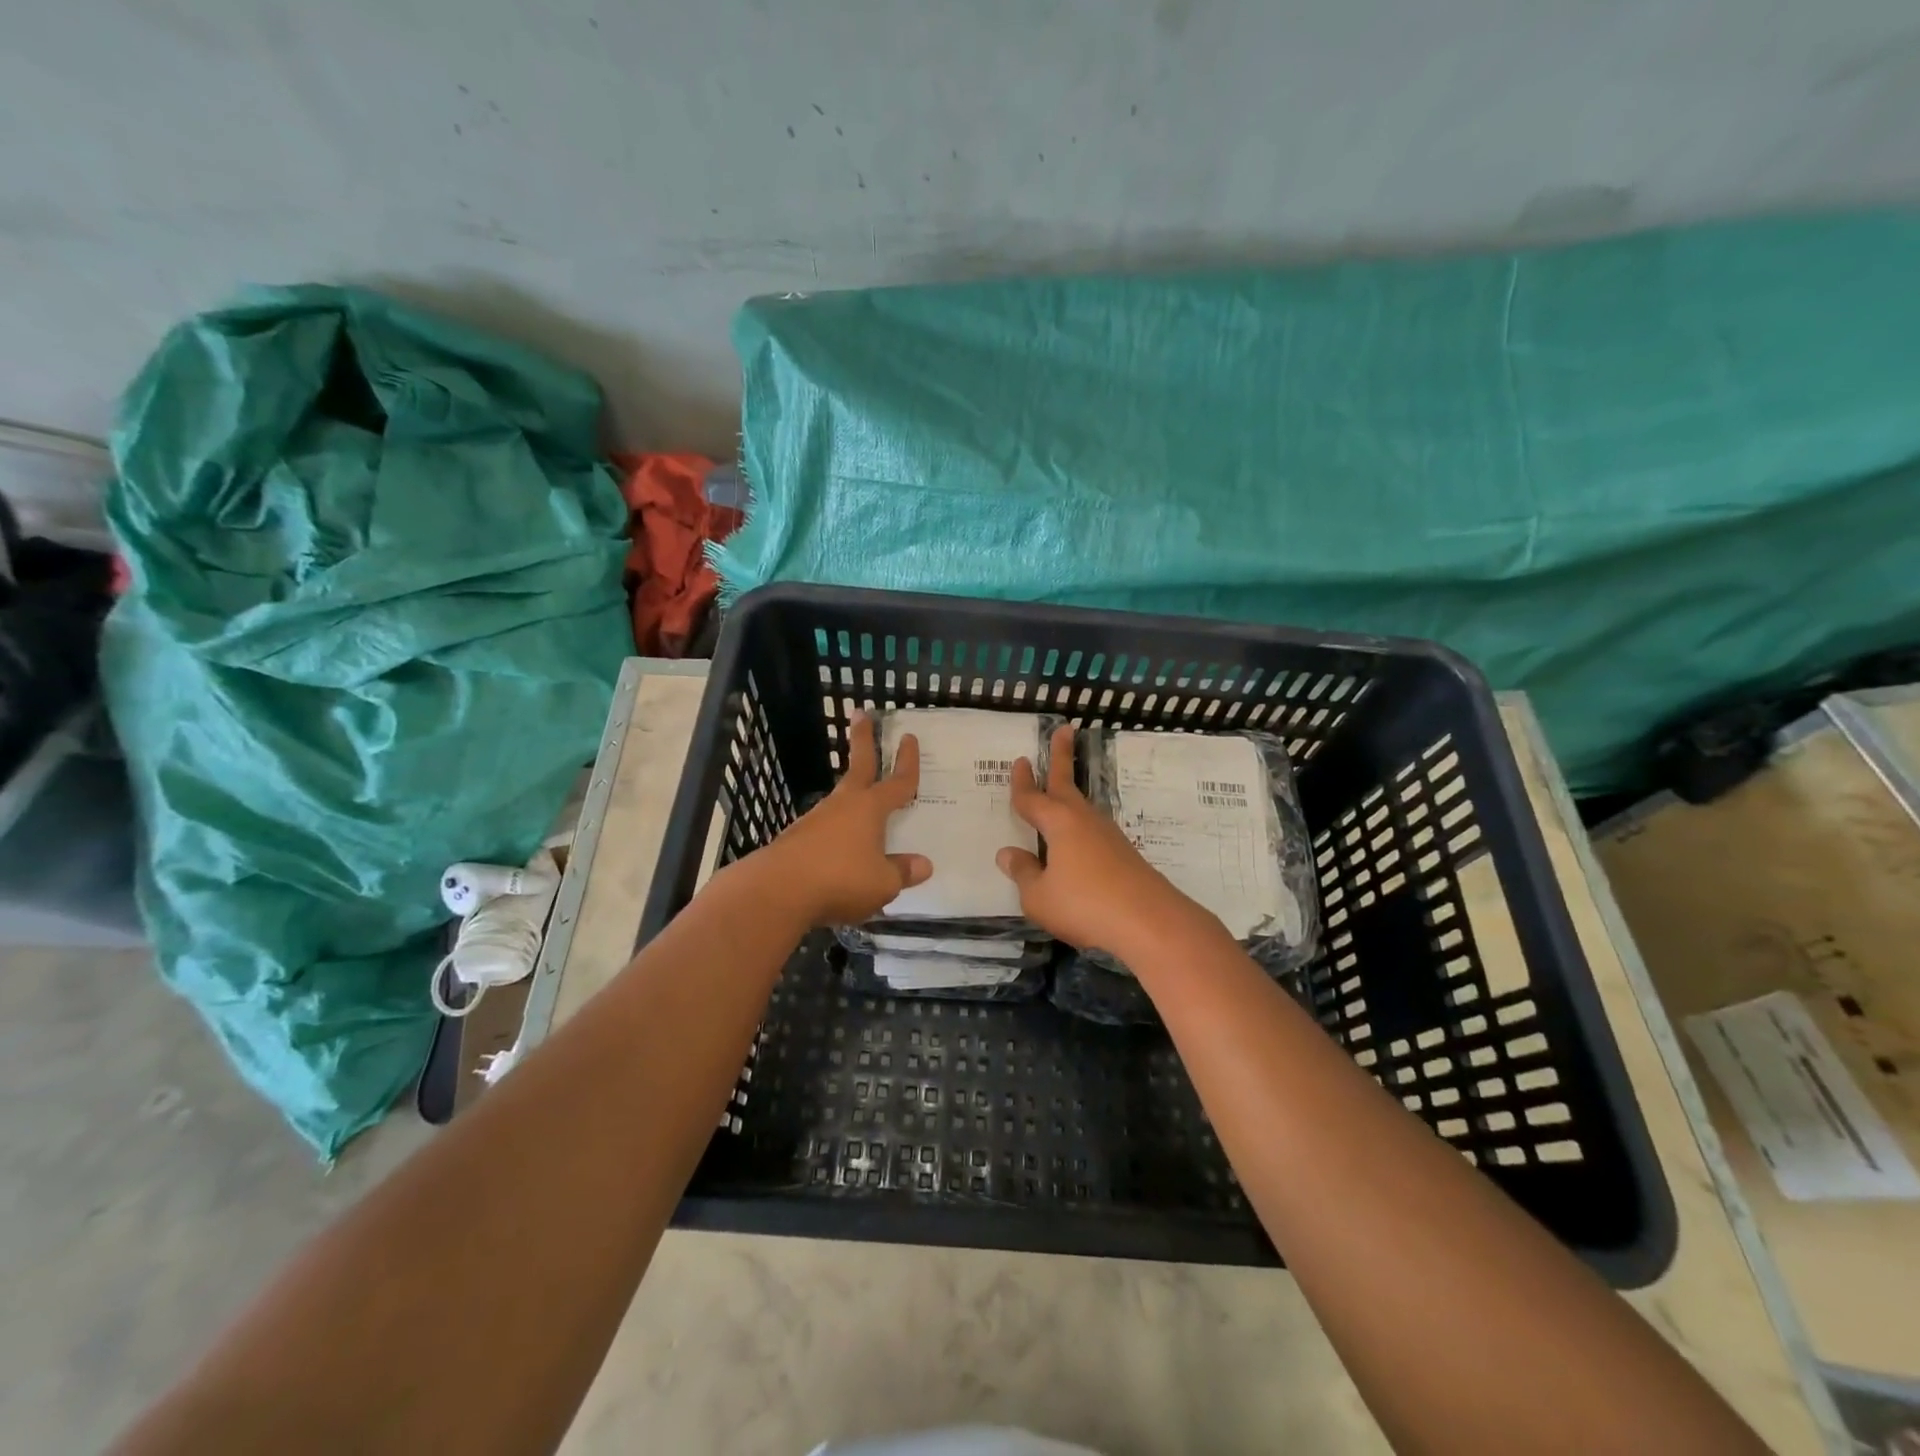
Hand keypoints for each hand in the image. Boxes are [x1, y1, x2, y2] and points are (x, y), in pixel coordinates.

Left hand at [753, 715, 931, 926]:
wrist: (776, 891)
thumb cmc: (840, 879)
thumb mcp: (882, 883)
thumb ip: (902, 872)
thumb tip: (924, 865)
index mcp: (870, 809)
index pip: (897, 782)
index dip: (907, 762)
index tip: (909, 737)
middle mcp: (844, 806)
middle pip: (858, 766)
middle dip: (862, 739)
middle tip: (860, 713)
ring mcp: (816, 820)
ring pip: (841, 799)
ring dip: (852, 794)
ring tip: (861, 803)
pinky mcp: (797, 838)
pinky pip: (826, 829)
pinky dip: (836, 831)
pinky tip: (839, 851)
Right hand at [995, 723, 1208, 957]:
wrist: (1151, 922)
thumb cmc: (1085, 905)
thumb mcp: (1039, 896)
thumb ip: (1023, 873)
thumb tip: (1008, 853)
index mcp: (1059, 823)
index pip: (1032, 798)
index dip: (1022, 782)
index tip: (1020, 760)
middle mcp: (1084, 821)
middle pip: (1066, 783)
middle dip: (1061, 757)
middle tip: (1064, 729)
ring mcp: (1108, 836)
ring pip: (1082, 807)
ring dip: (1071, 793)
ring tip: (1062, 787)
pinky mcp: (1124, 855)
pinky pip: (1093, 831)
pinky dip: (1081, 825)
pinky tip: (1079, 840)